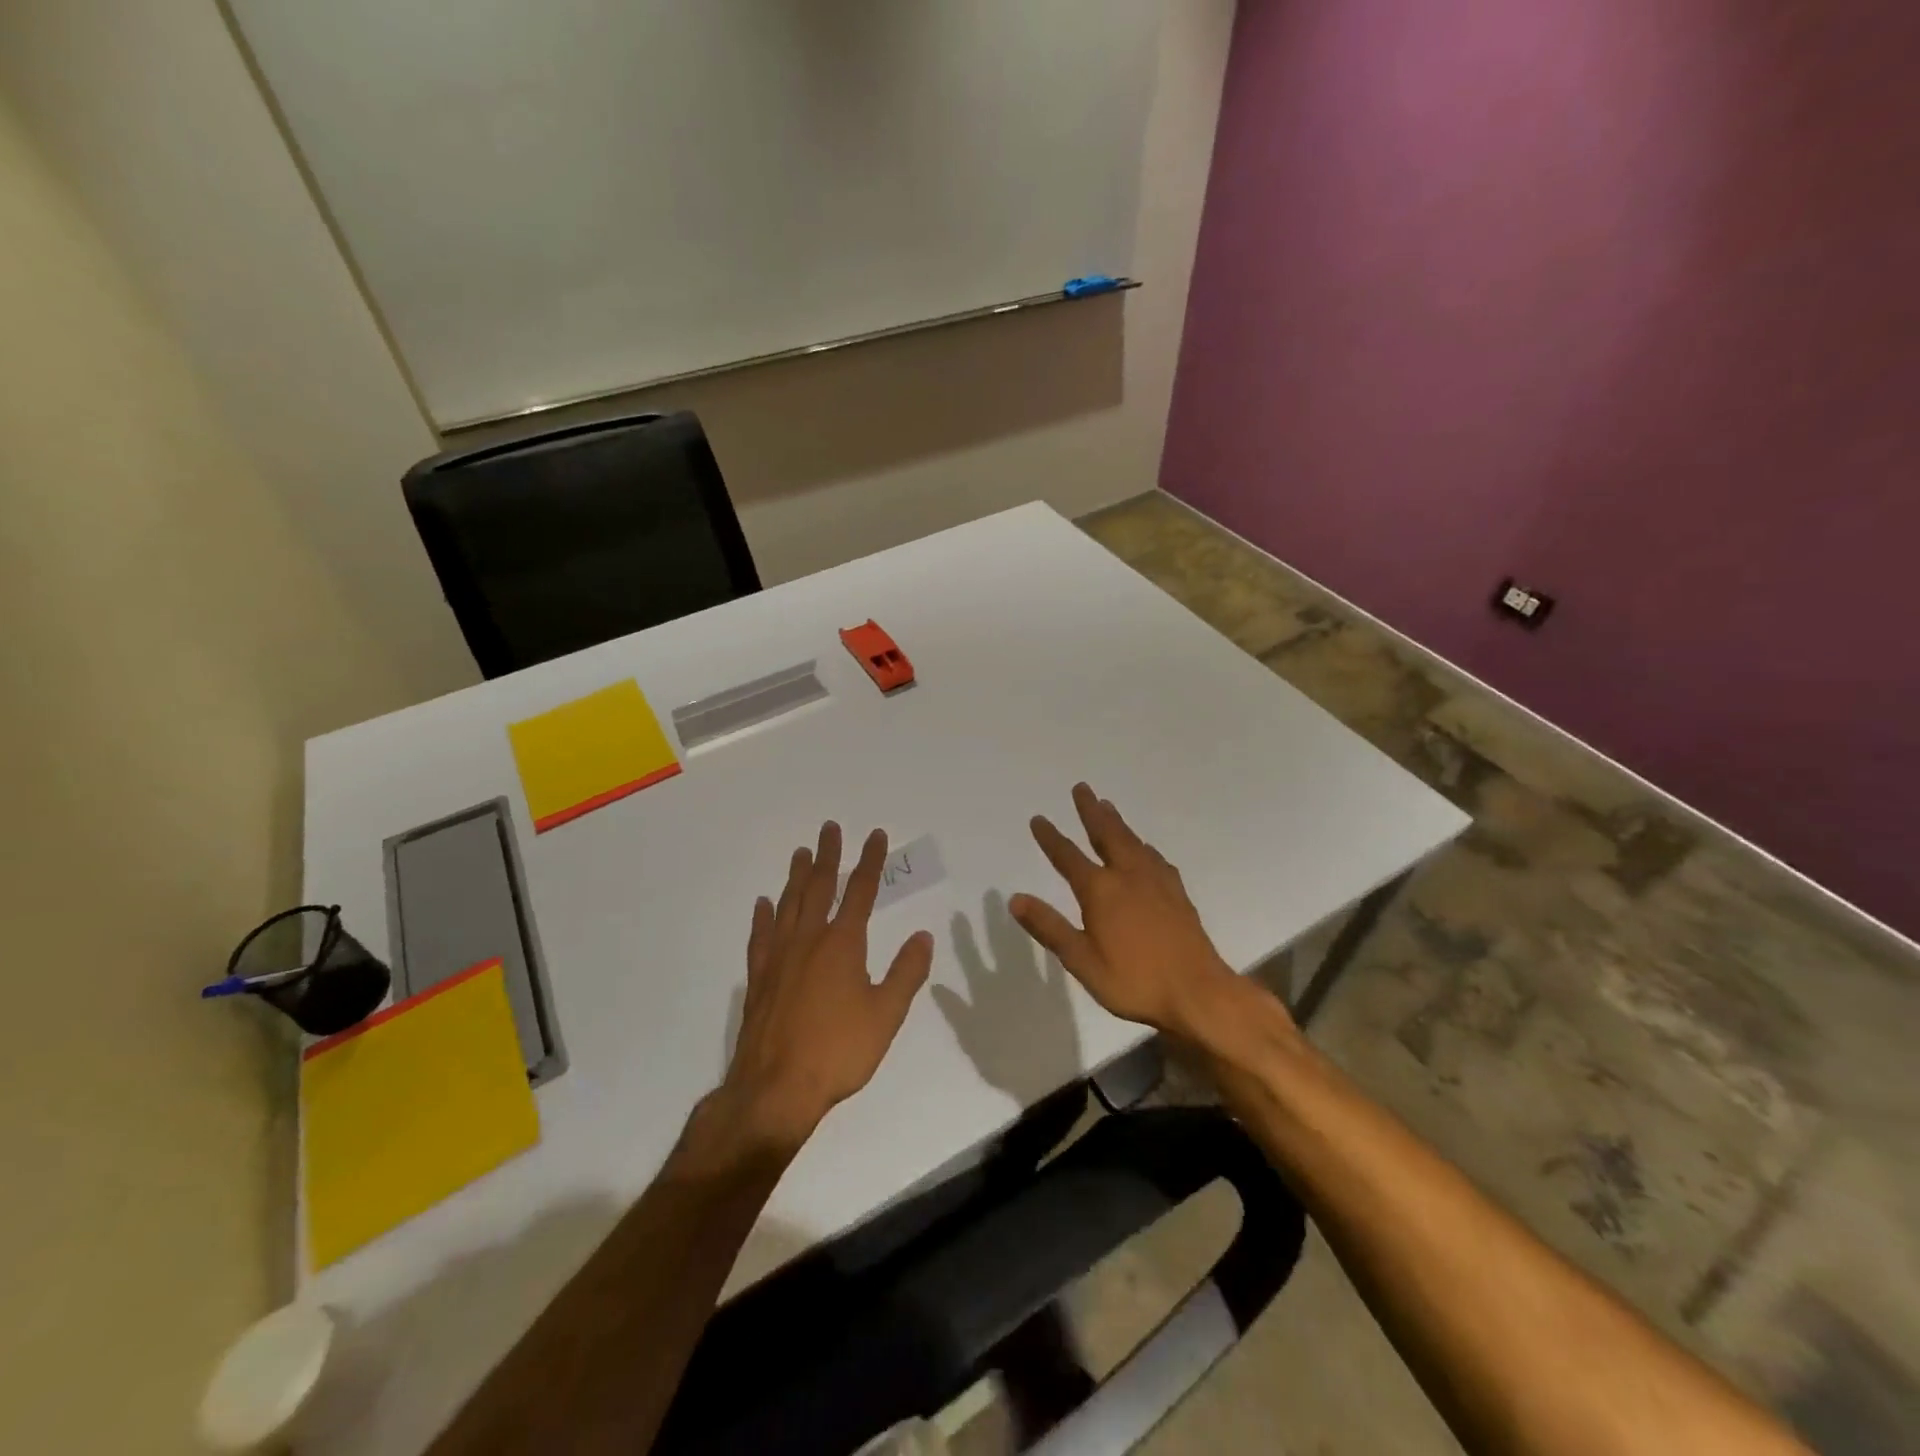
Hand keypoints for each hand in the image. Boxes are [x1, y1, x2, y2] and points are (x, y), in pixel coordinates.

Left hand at [718, 822, 933, 1153]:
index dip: (869, 861)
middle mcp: (809, 940)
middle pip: (819, 887)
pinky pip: (761, 936)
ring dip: (797, 876)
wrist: (775, 1088)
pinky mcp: (758, 978)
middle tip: (829, 828)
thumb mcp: (887, 1014)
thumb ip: (906, 972)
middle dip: (828, 855)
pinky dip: (764, 916)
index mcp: (843, 944)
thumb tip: (924, 936)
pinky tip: (764, 904)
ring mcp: (779, 957)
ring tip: (801, 853)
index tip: (874, 835)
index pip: (860, 891)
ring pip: (789, 905)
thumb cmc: (838, 1051)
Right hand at [1009, 784, 1265, 1043]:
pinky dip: (1143, 846)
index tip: (1038, 818)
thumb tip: (1015, 898)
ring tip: (1108, 806)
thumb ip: (1049, 927)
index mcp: (1101, 890)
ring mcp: (1157, 882)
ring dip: (1117, 822)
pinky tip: (1146, 850)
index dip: (1051, 838)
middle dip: (1090, 811)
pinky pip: (1155, 857)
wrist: (1198, 992)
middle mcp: (1128, 875)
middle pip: (1106, 834)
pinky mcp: (1177, 893)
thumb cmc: (1134, 980)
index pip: (1068, 857)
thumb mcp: (1081, 960)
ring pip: (1132, 841)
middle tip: (1082, 788)